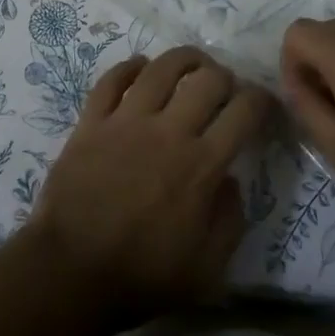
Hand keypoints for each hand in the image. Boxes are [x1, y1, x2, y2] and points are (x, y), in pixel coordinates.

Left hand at [25, 47, 274, 322]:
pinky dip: (130, 67)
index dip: (262, 100)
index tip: (264, 105)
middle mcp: (167, 131)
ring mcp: (126, 122)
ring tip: (193, 64)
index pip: (244, 112)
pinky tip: (141, 67)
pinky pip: (111, 80)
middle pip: (207, 79)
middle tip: (225, 89)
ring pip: (161, 68)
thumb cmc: (142, 276)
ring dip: (184, 59)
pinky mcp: (91, 123)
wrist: (71, 273)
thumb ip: (230, 219)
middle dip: (226, 76)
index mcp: (201, 165)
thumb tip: (230, 180)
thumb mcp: (208, 268)